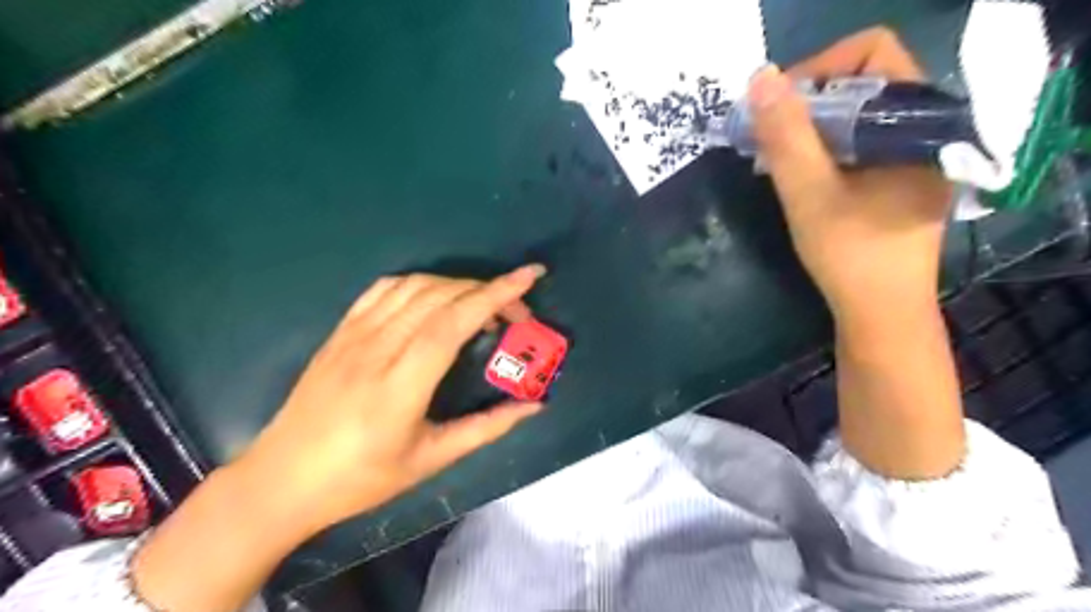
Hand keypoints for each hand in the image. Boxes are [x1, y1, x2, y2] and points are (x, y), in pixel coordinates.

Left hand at [237, 265, 544, 532]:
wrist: (282, 478)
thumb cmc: (361, 479)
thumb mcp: (431, 460)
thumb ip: (487, 428)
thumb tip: (535, 406)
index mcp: (399, 387)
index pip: (452, 323)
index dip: (495, 295)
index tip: (529, 277)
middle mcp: (375, 349)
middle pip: (439, 297)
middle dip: (488, 292)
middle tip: (517, 314)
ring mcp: (353, 335)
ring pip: (415, 286)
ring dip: (458, 286)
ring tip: (482, 307)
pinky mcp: (341, 330)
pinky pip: (385, 289)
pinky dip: (422, 283)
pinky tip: (437, 299)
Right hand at [756, 26, 951, 321]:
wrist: (882, 315)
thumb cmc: (850, 255)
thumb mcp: (809, 193)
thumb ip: (786, 135)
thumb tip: (760, 77)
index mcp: (919, 121)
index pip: (872, 52)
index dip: (819, 70)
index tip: (777, 111)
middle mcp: (925, 128)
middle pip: (863, 82)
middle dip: (807, 104)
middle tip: (769, 137)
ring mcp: (915, 155)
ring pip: (858, 115)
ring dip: (811, 129)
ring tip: (776, 158)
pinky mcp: (901, 178)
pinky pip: (860, 142)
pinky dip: (824, 149)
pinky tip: (800, 175)